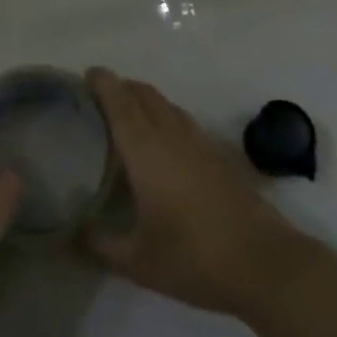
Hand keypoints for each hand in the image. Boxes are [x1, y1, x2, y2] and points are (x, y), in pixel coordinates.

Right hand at [86, 68, 303, 318]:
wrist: (263, 263)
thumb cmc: (193, 258)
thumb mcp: (137, 262)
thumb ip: (100, 244)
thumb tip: (72, 233)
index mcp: (146, 150)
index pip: (120, 103)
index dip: (103, 83)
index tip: (87, 74)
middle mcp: (171, 135)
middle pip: (144, 95)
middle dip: (121, 87)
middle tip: (99, 97)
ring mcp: (199, 143)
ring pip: (166, 105)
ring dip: (144, 100)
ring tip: (126, 115)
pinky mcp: (218, 155)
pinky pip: (183, 121)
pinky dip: (165, 117)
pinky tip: (162, 144)